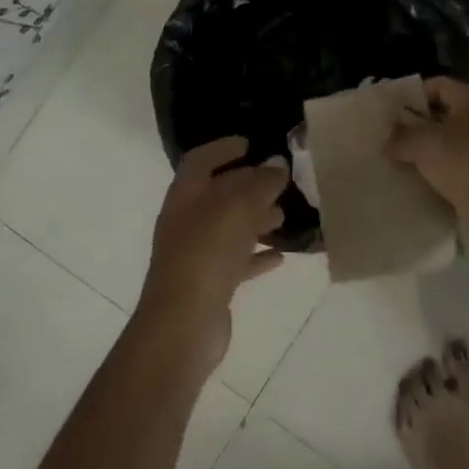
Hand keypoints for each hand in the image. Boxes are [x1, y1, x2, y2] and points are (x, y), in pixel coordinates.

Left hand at [136, 136, 287, 377]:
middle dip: (249, 185)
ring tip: (284, 216)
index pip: (201, 160)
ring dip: (256, 219)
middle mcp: (187, 220)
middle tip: (280, 182)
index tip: (251, 143)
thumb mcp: (238, 209)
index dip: (223, 148)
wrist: (183, 324)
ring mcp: (197, 254)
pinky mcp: (210, 283)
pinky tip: (280, 256)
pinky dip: (256, 255)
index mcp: (186, 195)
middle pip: (219, 194)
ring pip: (230, 228)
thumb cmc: (206, 254)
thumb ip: (260, 184)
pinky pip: (237, 261)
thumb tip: (277, 164)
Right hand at [386, 77, 468, 216]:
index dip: (416, 95)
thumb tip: (388, 143)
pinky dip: (459, 165)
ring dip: (445, 146)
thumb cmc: (460, 160)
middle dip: (430, 122)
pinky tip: (441, 179)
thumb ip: (401, 139)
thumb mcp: (420, 145)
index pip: (440, 85)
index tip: (398, 112)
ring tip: (420, 160)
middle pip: (455, 110)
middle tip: (406, 136)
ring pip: (467, 137)